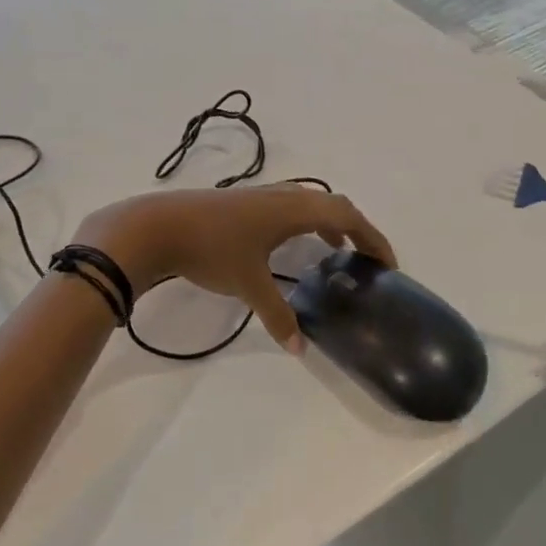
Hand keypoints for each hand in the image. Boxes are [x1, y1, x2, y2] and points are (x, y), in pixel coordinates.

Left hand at [73, 184, 396, 352]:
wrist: (157, 226)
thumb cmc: (211, 249)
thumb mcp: (248, 285)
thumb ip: (277, 316)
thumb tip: (299, 349)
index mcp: (293, 209)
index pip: (347, 216)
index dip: (372, 237)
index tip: (387, 264)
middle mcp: (283, 196)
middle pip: (333, 204)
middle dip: (356, 229)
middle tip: (368, 258)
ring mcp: (262, 196)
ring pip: (310, 203)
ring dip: (330, 223)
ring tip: (337, 251)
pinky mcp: (244, 203)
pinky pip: (290, 207)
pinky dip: (306, 223)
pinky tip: (291, 246)